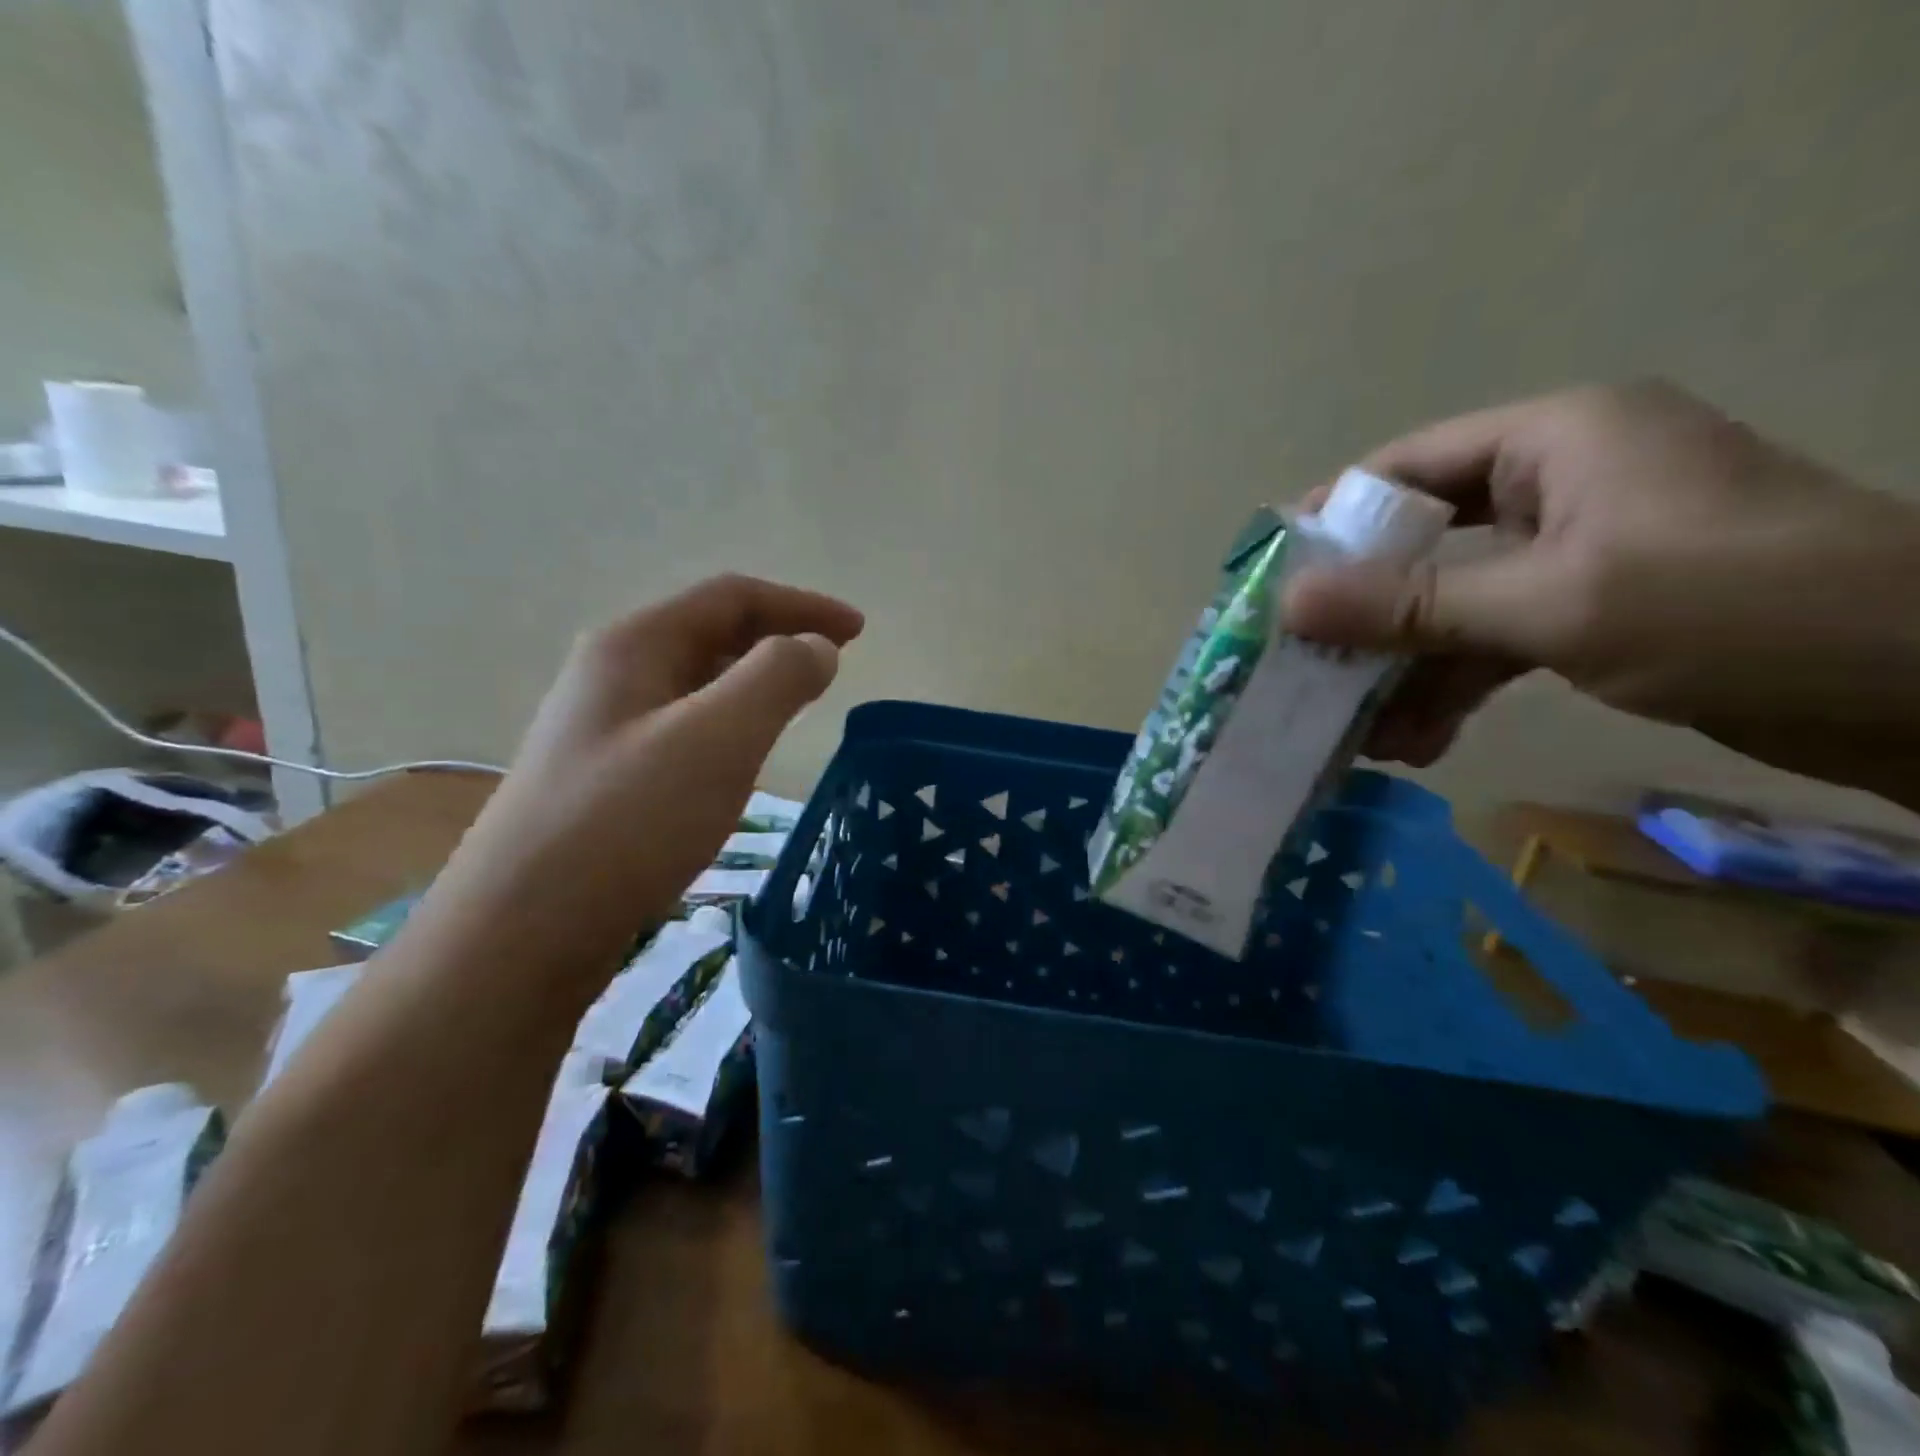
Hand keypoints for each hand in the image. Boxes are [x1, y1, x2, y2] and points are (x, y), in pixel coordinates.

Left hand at [424, 574, 862, 970]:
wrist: (521, 931)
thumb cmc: (628, 822)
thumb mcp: (718, 739)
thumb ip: (777, 678)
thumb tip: (817, 646)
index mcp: (635, 644)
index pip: (732, 597)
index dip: (802, 605)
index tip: (858, 632)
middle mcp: (613, 673)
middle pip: (711, 632)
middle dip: (779, 638)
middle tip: (834, 664)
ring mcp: (603, 727)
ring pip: (696, 682)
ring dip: (754, 681)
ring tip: (797, 703)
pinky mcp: (605, 776)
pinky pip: (683, 727)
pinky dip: (728, 723)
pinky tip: (741, 758)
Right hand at [1282, 381, 1919, 804]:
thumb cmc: (1737, 610)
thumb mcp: (1553, 604)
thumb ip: (1412, 604)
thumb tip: (1288, 601)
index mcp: (1553, 440)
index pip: (1404, 467)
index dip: (1330, 521)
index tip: (1270, 583)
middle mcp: (1558, 483)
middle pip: (1420, 543)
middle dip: (1363, 617)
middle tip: (1301, 669)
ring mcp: (1577, 550)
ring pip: (1453, 603)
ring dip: (1404, 669)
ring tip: (1355, 735)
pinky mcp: (1596, 609)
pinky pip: (1494, 640)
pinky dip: (1453, 688)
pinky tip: (1414, 743)